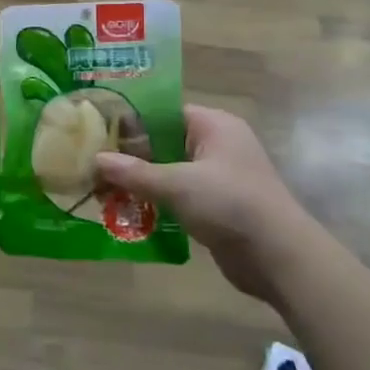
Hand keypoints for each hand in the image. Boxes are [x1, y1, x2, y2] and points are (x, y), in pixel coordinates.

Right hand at [95, 106, 307, 303]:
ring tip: (100, 189)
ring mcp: (217, 177)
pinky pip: (177, 195)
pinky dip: (155, 201)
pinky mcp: (216, 205)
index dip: (130, 122)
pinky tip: (125, 211)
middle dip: (129, 156)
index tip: (96, 133)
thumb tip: (96, 159)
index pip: (163, 112)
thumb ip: (134, 172)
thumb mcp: (177, 184)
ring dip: (139, 182)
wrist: (279, 256)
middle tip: (90, 164)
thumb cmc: (230, 204)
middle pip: (163, 142)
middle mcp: (216, 145)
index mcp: (213, 125)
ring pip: (168, 171)